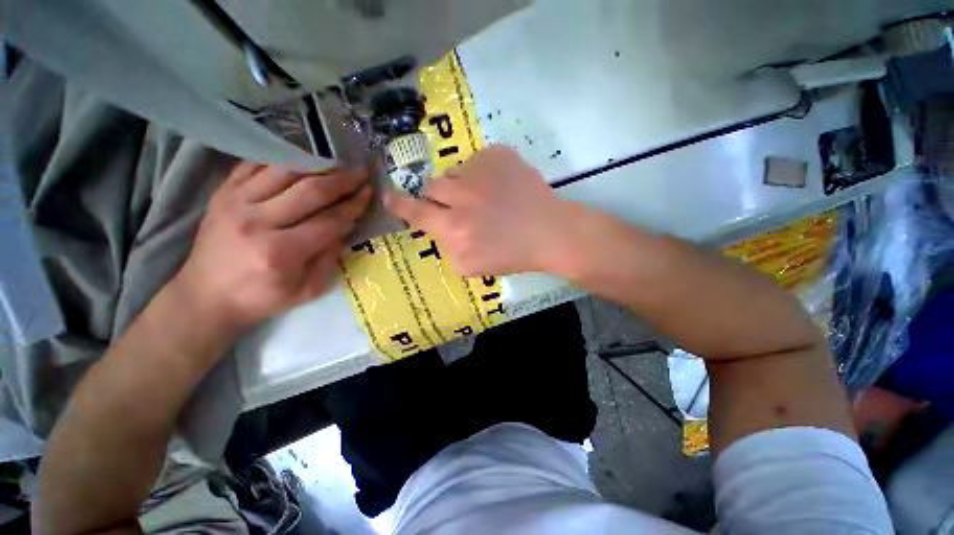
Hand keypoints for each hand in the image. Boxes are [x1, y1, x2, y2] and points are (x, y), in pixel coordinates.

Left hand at [175, 162, 370, 331]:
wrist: (206, 295)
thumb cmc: (261, 298)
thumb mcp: (307, 290)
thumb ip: (330, 259)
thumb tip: (346, 227)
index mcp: (281, 252)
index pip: (329, 221)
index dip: (353, 206)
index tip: (370, 192)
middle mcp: (257, 222)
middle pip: (309, 191)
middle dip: (342, 180)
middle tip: (361, 171)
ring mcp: (235, 203)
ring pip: (284, 171)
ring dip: (317, 164)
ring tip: (338, 162)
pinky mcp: (222, 193)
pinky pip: (255, 164)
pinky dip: (282, 158)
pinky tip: (302, 158)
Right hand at [384, 145, 576, 275]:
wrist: (549, 232)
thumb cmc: (512, 255)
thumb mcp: (471, 266)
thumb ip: (446, 247)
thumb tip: (438, 228)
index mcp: (454, 228)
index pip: (415, 211)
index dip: (399, 203)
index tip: (388, 195)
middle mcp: (461, 196)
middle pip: (432, 186)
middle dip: (439, 196)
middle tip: (458, 205)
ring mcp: (480, 170)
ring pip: (454, 172)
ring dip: (461, 185)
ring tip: (484, 198)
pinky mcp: (498, 154)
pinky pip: (476, 160)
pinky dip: (482, 174)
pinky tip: (500, 188)